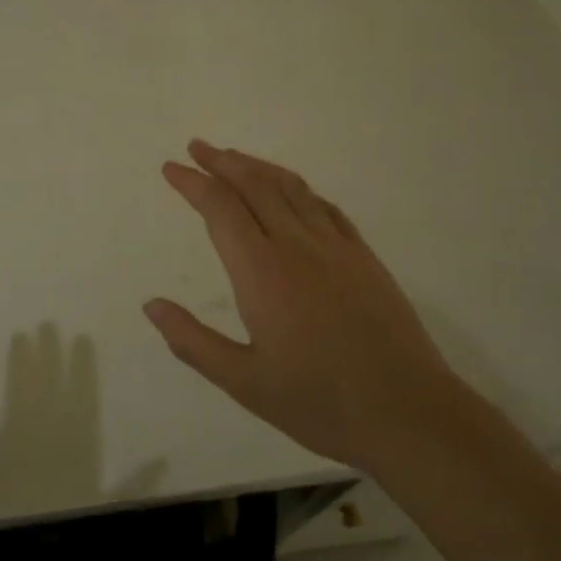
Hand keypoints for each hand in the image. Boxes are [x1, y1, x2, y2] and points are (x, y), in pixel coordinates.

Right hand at [144, 140, 459, 472]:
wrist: (409, 413)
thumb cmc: (319, 401)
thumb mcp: (243, 382)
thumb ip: (192, 341)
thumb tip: (151, 305)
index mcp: (261, 271)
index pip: (220, 208)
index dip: (192, 183)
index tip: (171, 168)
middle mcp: (296, 245)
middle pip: (254, 185)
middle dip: (221, 161)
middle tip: (196, 147)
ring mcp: (335, 247)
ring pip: (290, 188)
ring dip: (258, 166)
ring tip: (234, 157)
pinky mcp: (363, 257)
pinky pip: (325, 206)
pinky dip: (298, 188)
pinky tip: (291, 190)